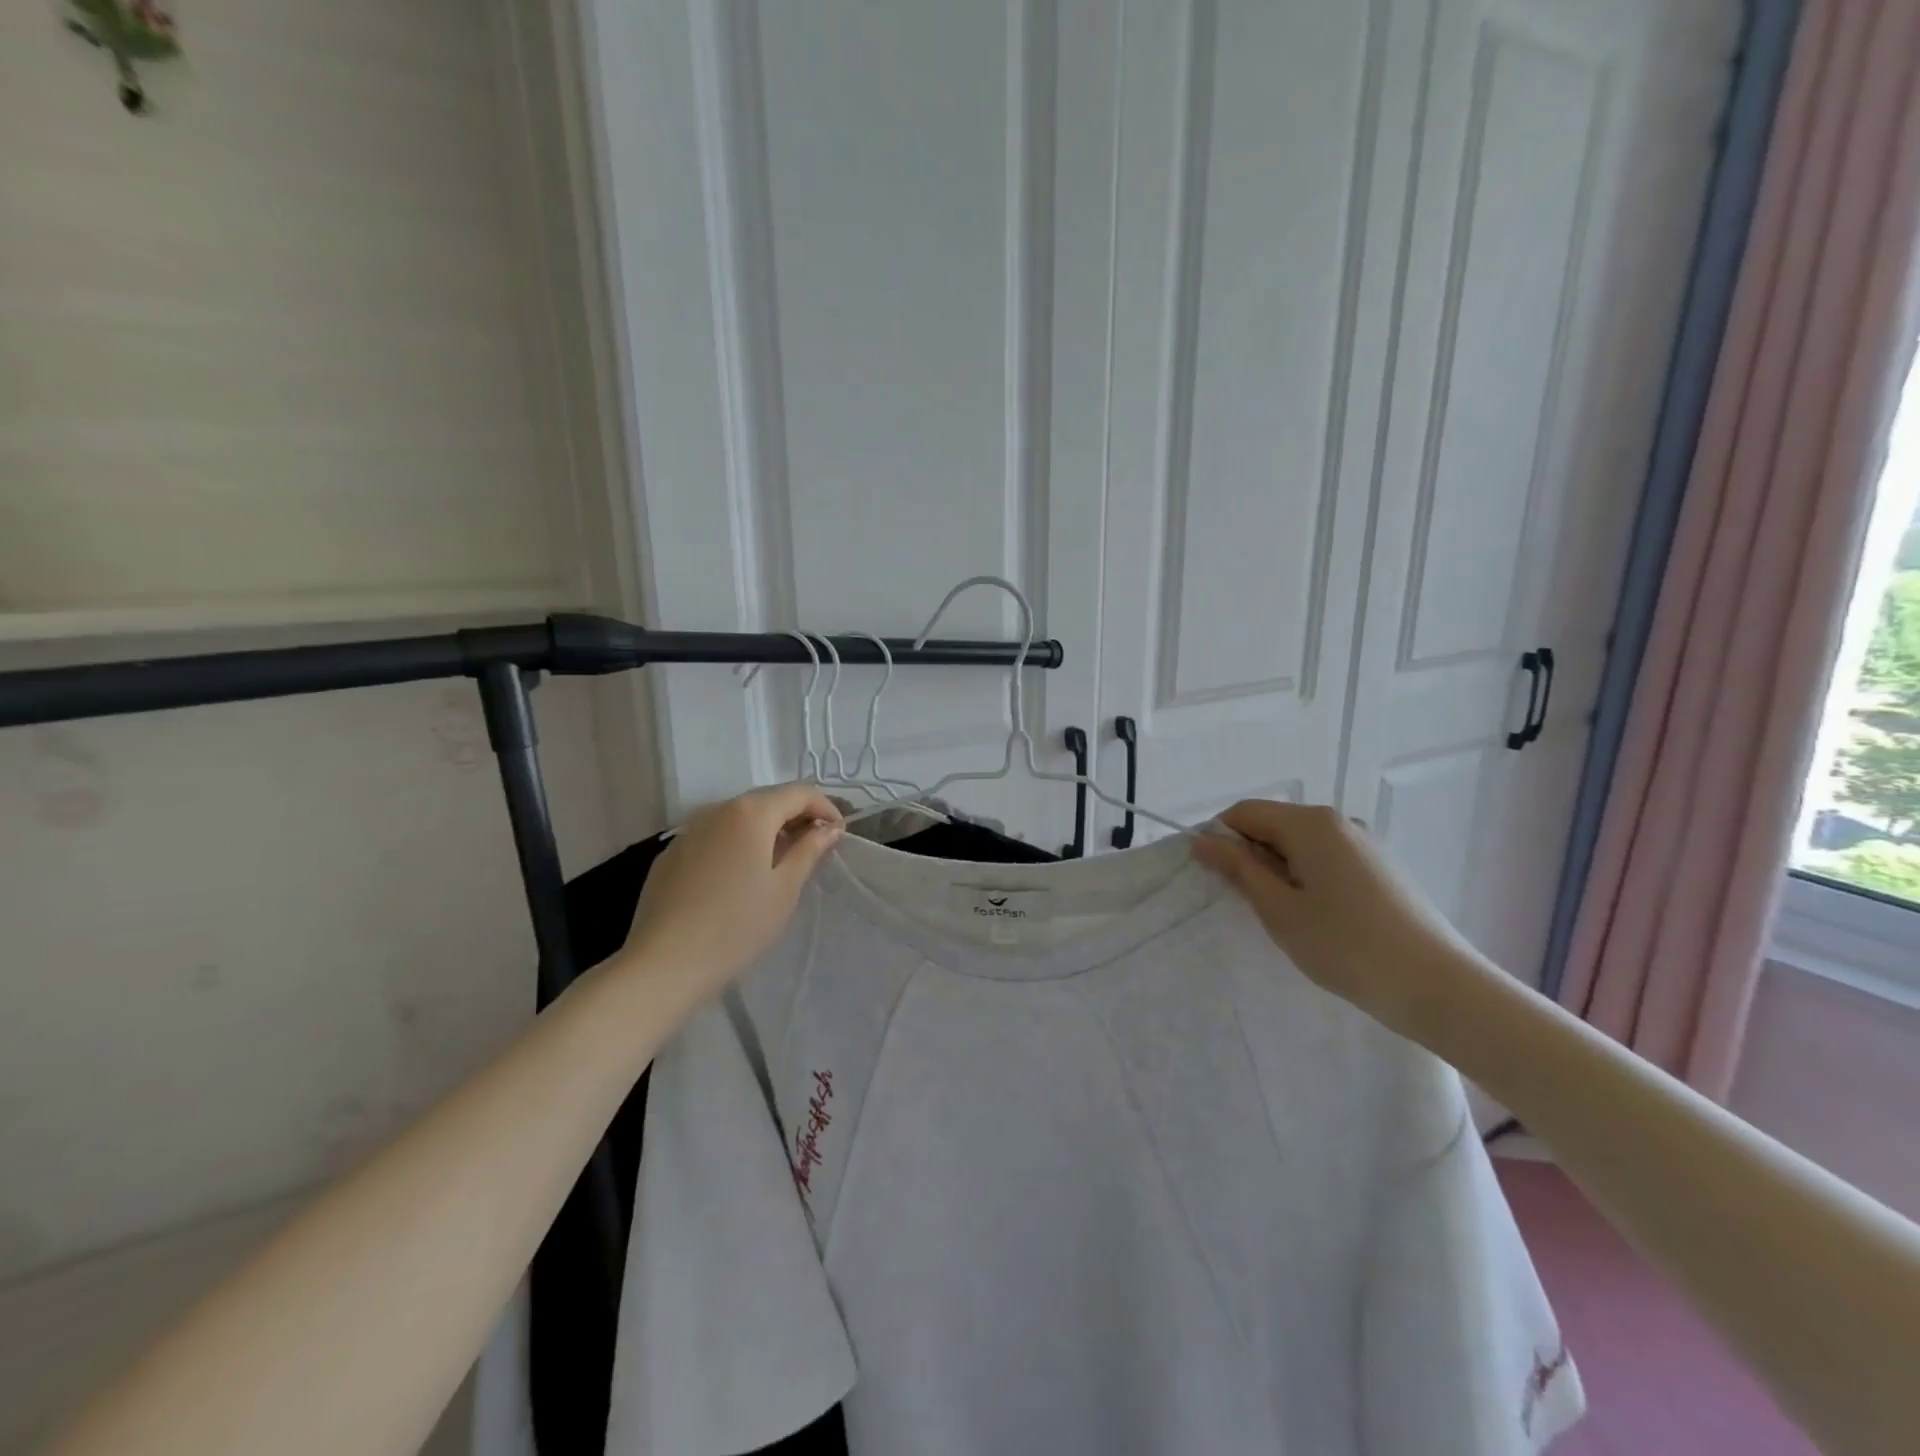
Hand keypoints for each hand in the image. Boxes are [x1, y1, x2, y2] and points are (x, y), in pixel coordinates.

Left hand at [618, 784, 843, 1000]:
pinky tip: (738, 876)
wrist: (664, 963)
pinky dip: (736, 844)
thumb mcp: (785, 889)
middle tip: (815, 847)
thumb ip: (809, 850)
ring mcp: (690, 830)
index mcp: (751, 812)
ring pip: (738, 817)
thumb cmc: (737, 925)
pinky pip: (714, 836)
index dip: (824, 807)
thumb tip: (829, 828)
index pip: (799, 793)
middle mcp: (718, 809)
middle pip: (767, 800)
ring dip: (765, 830)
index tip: (838, 833)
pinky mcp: (671, 853)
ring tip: (779, 862)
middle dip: (796, 816)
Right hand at [1191, 800, 1486, 1041]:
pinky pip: (1328, 860)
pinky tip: (1322, 921)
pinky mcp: (1383, 868)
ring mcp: (1366, 844)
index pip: (1244, 812)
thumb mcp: (1279, 909)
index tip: (1215, 879)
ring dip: (1281, 872)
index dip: (1220, 839)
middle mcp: (1339, 821)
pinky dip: (1309, 880)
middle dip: (1252, 858)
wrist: (1439, 987)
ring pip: (1301, 846)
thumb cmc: (1346, 946)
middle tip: (1251, 906)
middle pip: (1274, 825)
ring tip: (1288, 919)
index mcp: (1310, 823)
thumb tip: (1202, 840)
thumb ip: (1238, 869)